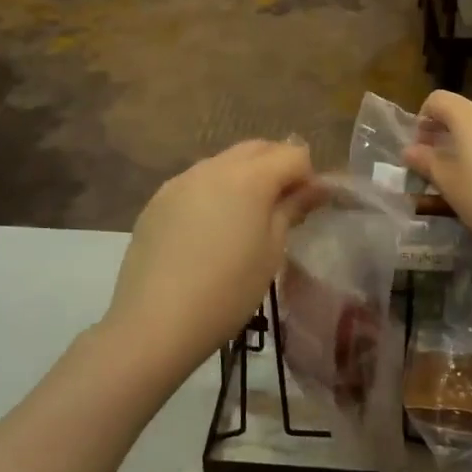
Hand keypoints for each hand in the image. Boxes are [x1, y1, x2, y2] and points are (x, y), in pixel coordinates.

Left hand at [103, 141, 317, 372]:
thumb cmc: (228, 291)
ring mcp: (180, 181)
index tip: (308, 207)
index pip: (293, 155)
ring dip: (244, 177)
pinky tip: (209, 231)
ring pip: (224, 162)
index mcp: (249, 177)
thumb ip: (292, 210)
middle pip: (257, 149)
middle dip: (277, 166)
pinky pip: (196, 182)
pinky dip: (213, 192)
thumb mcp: (272, 252)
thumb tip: (316, 187)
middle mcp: (214, 167)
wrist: (155, 322)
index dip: (308, 176)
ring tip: (245, 218)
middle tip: (283, 206)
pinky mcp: (157, 200)